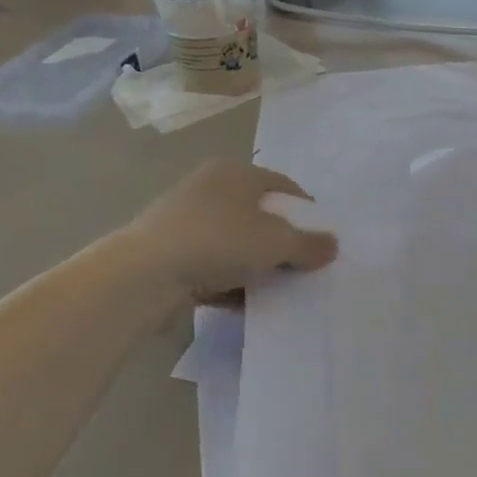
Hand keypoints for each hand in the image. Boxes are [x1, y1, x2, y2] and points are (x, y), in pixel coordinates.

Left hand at [131, 161, 337, 302]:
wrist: (144, 274)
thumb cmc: (219, 241)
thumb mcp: (276, 243)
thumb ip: (309, 244)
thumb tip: (332, 245)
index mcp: (236, 172)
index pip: (284, 186)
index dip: (307, 212)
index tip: (321, 240)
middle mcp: (209, 188)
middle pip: (259, 215)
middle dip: (282, 243)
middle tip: (301, 267)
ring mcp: (185, 220)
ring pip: (235, 242)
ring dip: (256, 265)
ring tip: (276, 290)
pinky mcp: (169, 251)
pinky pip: (212, 264)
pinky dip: (229, 281)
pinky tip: (242, 304)